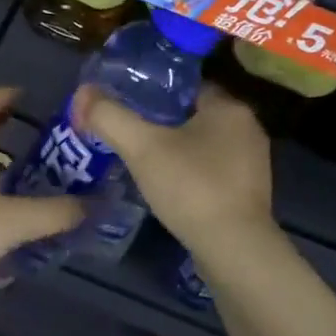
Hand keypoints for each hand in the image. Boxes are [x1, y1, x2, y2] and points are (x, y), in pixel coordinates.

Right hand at [71, 82, 273, 250]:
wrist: (233, 249)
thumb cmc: (191, 187)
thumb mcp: (142, 147)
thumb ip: (110, 117)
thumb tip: (82, 92)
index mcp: (229, 108)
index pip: (188, 86)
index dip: (156, 92)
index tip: (129, 103)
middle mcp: (248, 128)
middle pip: (195, 114)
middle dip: (164, 122)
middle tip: (130, 132)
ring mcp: (253, 162)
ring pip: (205, 143)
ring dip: (178, 148)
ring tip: (144, 158)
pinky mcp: (250, 192)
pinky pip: (214, 169)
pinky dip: (191, 172)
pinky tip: (169, 185)